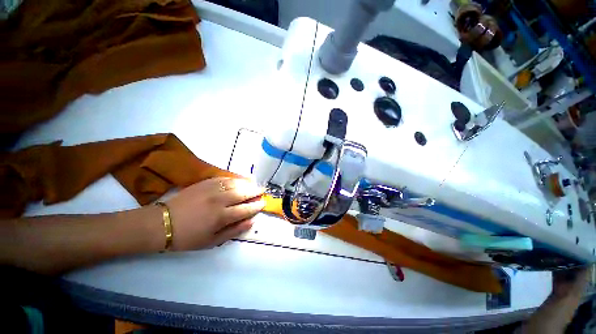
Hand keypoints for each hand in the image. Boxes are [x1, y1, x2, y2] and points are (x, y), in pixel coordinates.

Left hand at [166, 177, 264, 250]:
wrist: (163, 223)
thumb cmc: (188, 236)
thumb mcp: (212, 241)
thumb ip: (234, 231)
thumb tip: (251, 222)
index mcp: (221, 216)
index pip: (246, 208)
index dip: (256, 205)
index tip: (263, 203)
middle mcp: (219, 200)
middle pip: (243, 193)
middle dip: (255, 191)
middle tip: (262, 191)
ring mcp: (212, 189)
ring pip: (235, 183)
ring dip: (247, 183)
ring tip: (254, 184)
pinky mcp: (205, 183)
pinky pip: (224, 178)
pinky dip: (235, 178)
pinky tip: (240, 179)